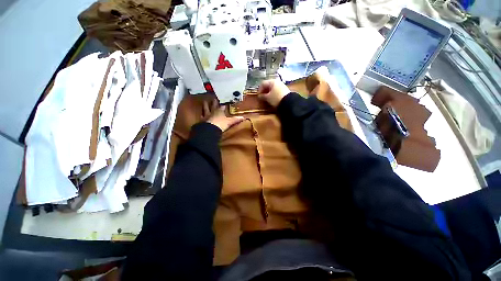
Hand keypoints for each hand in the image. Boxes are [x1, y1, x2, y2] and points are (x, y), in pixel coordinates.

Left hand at [203, 99, 243, 131]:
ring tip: (204, 102)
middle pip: (213, 106)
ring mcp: (206, 116)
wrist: (210, 129)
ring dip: (205, 105)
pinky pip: (201, 116)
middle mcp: (212, 112)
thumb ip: (235, 119)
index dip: (223, 105)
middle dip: (214, 102)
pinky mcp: (202, 121)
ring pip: (205, 109)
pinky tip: (200, 114)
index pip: (222, 107)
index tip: (224, 103)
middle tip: (213, 98)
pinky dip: (201, 115)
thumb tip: (243, 117)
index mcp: (219, 111)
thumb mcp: (229, 122)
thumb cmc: (221, 124)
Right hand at [257, 79, 290, 107]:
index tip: (258, 95)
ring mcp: (281, 85)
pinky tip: (272, 98)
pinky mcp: (284, 90)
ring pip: (272, 88)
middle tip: (262, 97)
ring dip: (268, 92)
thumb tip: (259, 96)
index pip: (263, 83)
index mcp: (272, 81)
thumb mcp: (268, 98)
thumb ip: (262, 96)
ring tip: (267, 98)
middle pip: (268, 85)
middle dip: (264, 91)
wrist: (288, 102)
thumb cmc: (276, 98)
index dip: (259, 89)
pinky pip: (276, 90)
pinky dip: (273, 94)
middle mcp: (277, 82)